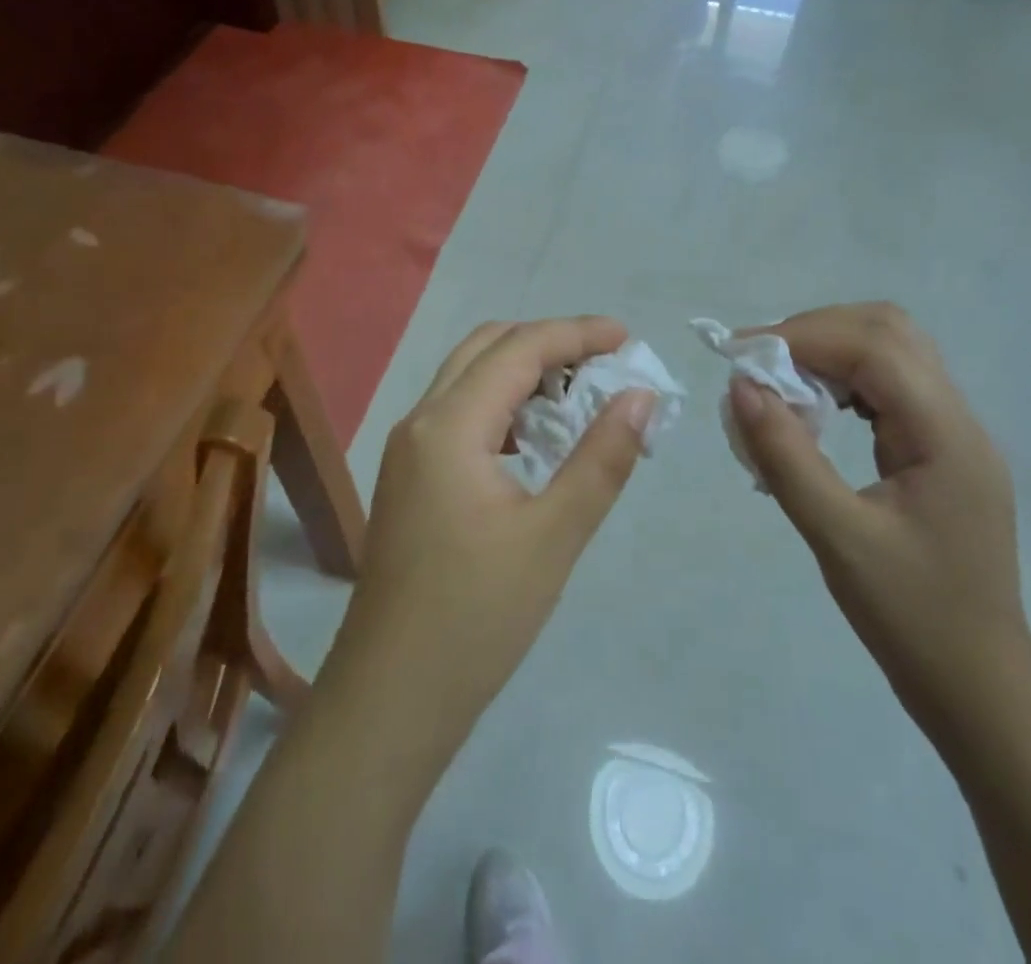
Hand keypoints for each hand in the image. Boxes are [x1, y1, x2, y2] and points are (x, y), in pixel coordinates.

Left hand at [324, 317, 656, 756]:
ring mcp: (408, 448)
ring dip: (523, 371)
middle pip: (487, 348)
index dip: (576, 333)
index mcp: (448, 425)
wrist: (391, 696)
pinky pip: (459, 413)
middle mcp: (420, 421)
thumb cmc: (476, 618)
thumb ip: (601, 459)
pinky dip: (502, 405)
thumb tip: (640, 396)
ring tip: (579, 395)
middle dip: (548, 342)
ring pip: (469, 378)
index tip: (627, 338)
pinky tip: (536, 438)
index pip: (519, 348)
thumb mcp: (553, 536)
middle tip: (604, 363)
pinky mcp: (409, 476)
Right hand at [728, 304, 1030, 724]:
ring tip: (780, 383)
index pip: (875, 347)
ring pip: (892, 351)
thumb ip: (786, 456)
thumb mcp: (836, 537)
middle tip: (760, 364)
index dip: (804, 337)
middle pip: (889, 331)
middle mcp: (959, 419)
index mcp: (946, 436)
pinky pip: (890, 385)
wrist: (978, 684)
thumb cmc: (910, 617)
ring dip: (830, 351)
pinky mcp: (940, 448)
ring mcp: (954, 432)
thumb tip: (740, 387)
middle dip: (816, 333)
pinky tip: (814, 409)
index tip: (742, 354)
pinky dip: (844, 379)